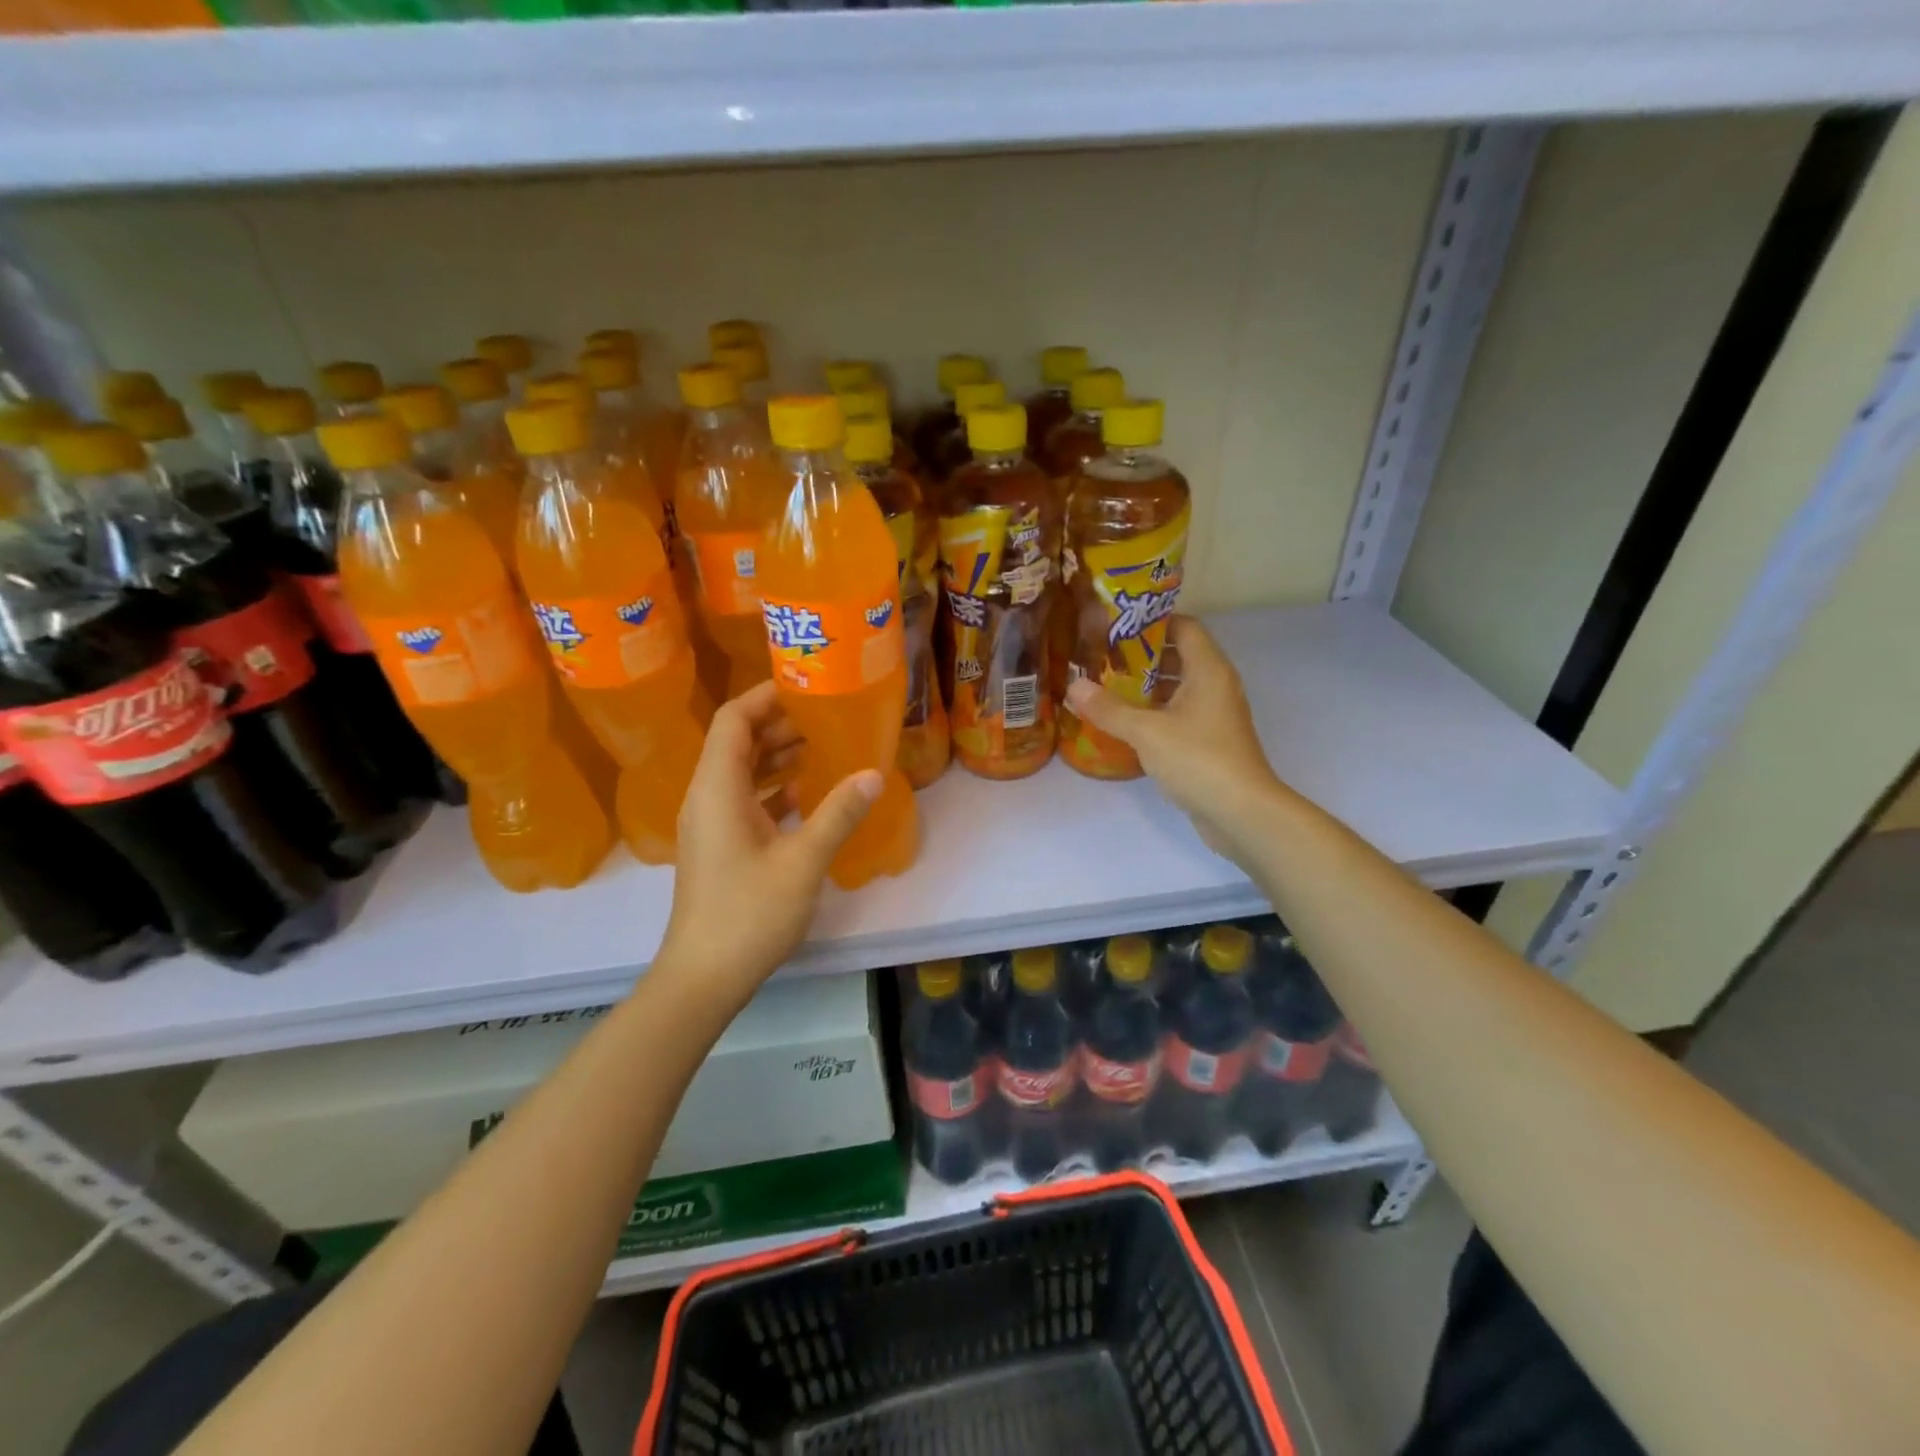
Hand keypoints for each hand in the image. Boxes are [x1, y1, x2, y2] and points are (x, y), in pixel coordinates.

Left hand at [657, 681, 880, 997]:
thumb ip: (838, 813)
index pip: (733, 720)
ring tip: (824, 746)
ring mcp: (710, 824)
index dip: (765, 696)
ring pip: (742, 772)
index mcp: (717, 789)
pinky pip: (745, 799)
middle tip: (827, 715)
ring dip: (779, 756)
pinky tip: (808, 794)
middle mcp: (707, 797)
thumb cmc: (749, 914)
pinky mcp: (719, 846)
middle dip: (780, 724)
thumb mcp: (803, 861)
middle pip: (737, 742)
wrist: (703, 977)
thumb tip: (873, 773)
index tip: (806, 686)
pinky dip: (774, 788)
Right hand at [1065, 615, 1290, 858]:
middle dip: (1141, 655)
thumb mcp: (1146, 731)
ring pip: (1178, 687)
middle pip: (1179, 655)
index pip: (1184, 626)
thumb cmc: (1198, 759)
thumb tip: (1074, 686)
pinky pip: (1179, 714)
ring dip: (1145, 686)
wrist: (1241, 812)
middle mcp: (1216, 685)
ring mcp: (1214, 715)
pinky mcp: (1209, 741)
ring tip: (1106, 687)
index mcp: (1208, 670)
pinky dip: (1154, 712)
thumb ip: (1109, 708)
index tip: (1115, 625)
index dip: (1151, 621)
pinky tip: (1124, 722)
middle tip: (1102, 657)